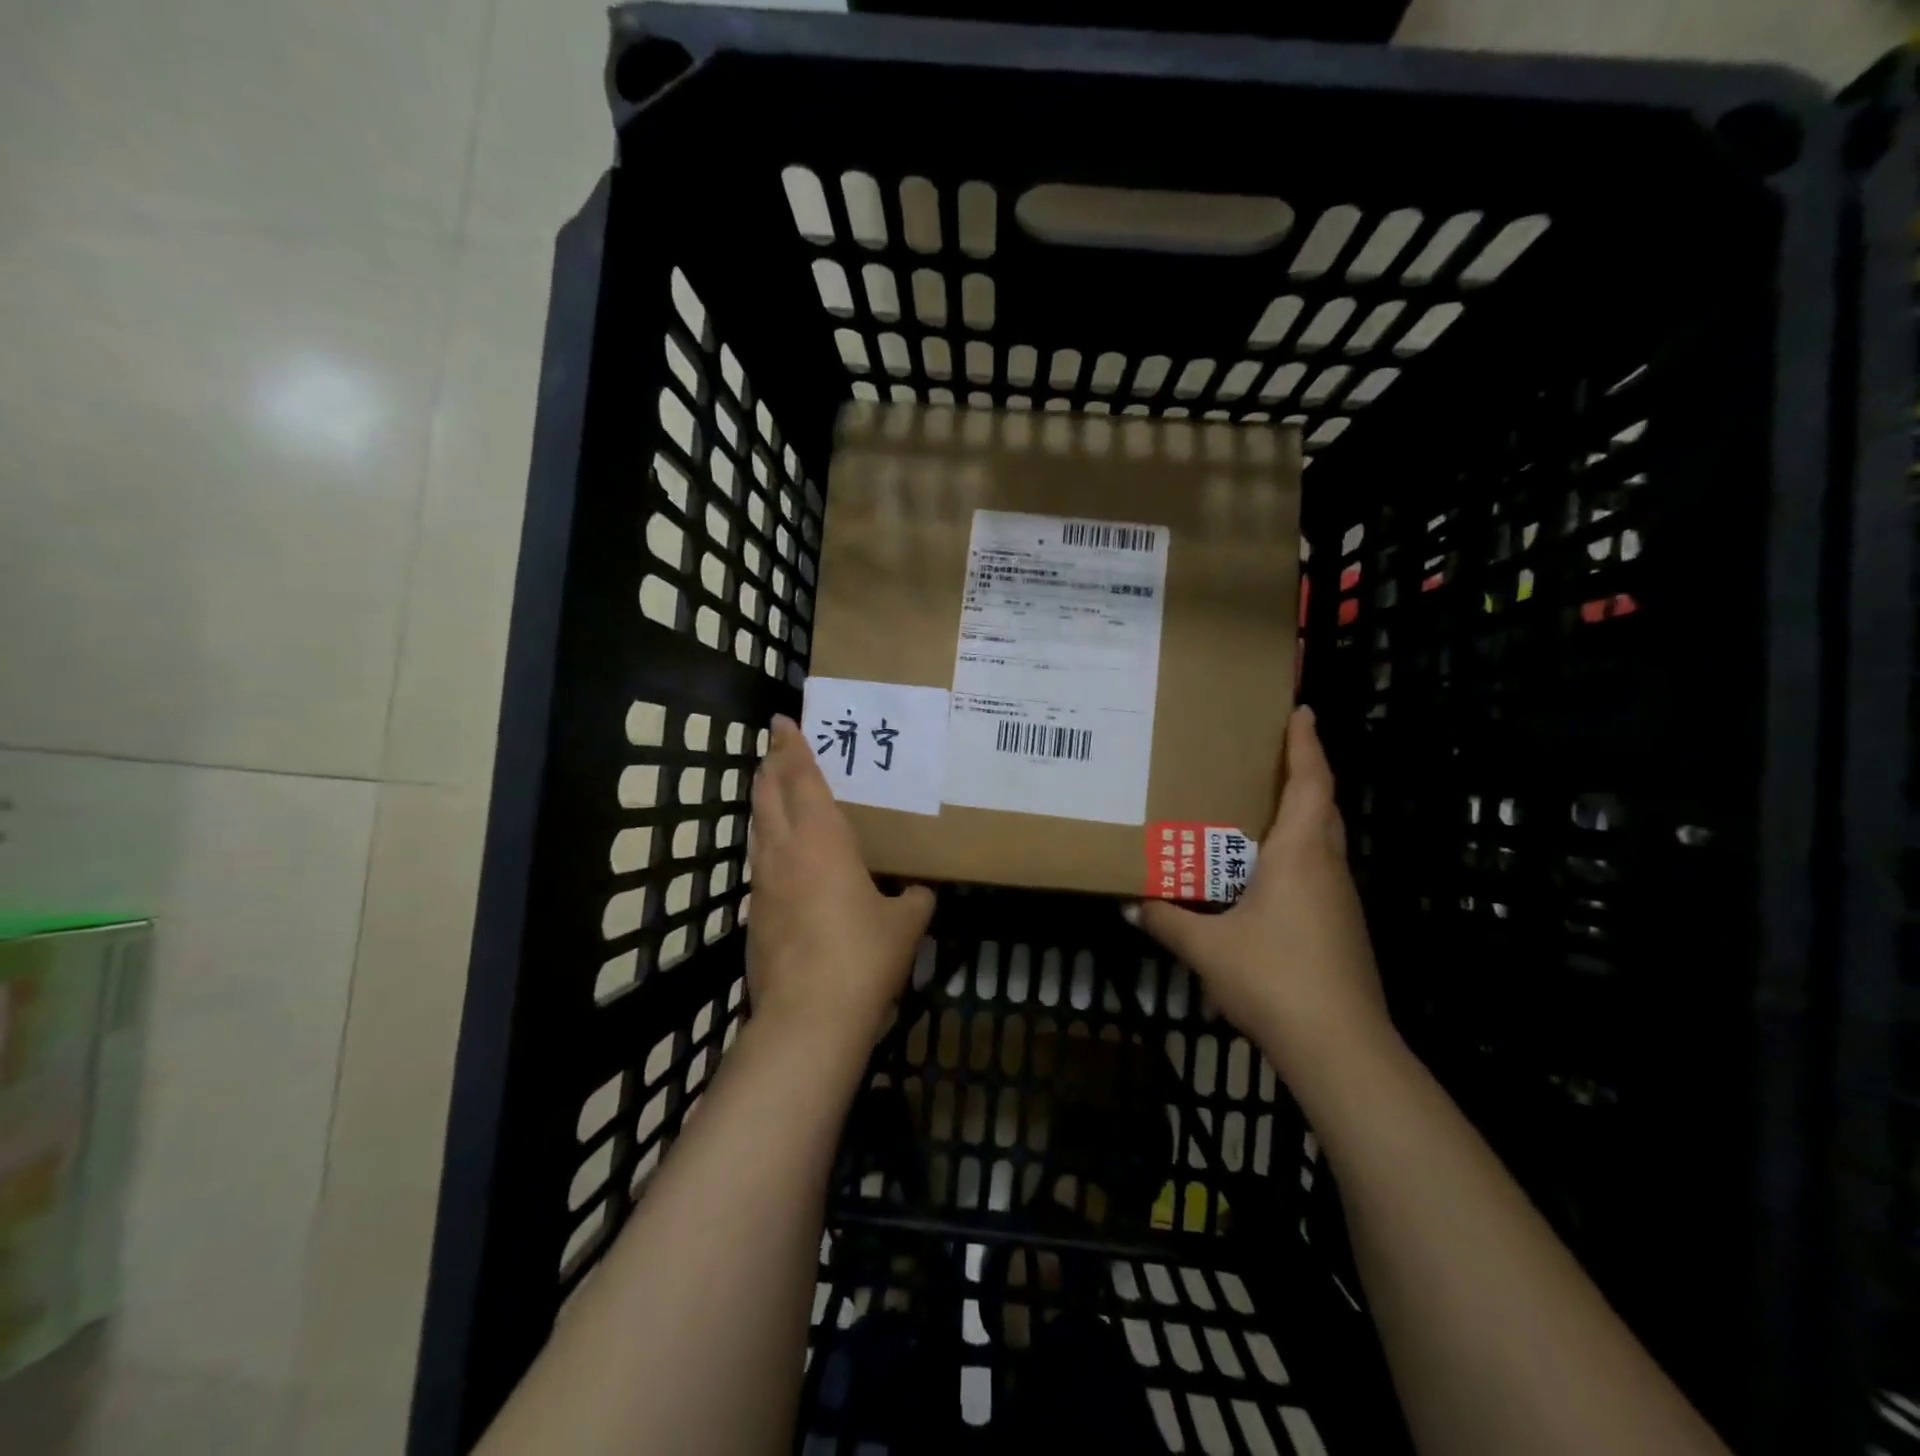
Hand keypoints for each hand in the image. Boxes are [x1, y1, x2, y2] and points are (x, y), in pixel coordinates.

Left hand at [746, 714, 934, 1057]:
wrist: (808, 1017)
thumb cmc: (862, 956)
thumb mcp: (904, 924)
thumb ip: (913, 899)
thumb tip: (919, 893)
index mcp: (822, 839)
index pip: (801, 778)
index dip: (792, 746)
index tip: (783, 721)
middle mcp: (784, 851)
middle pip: (768, 794)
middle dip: (771, 765)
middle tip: (778, 747)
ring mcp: (762, 883)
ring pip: (758, 827)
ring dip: (765, 802)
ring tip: (776, 790)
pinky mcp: (754, 914)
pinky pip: (759, 863)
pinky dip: (768, 843)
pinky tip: (783, 857)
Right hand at [1128, 707, 1389, 1075]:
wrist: (1340, 1044)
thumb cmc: (1273, 977)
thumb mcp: (1207, 946)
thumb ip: (1168, 920)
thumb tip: (1131, 904)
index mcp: (1299, 853)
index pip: (1310, 783)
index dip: (1306, 744)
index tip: (1302, 711)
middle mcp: (1326, 866)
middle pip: (1323, 805)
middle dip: (1307, 773)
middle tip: (1274, 754)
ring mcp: (1340, 899)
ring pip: (1324, 840)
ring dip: (1302, 815)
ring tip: (1263, 808)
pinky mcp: (1342, 927)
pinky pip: (1319, 871)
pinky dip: (1298, 854)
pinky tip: (1268, 876)